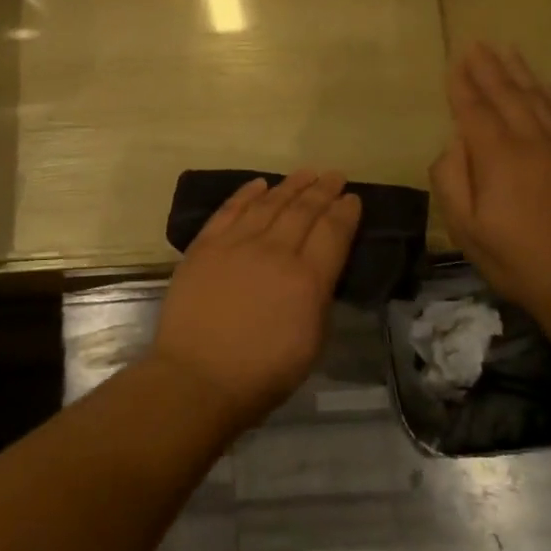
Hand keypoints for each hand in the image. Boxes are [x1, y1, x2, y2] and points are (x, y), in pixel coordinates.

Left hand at [151, 170, 361, 431]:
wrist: (198, 378)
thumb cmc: (262, 374)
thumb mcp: (311, 343)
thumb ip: (318, 297)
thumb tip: (318, 269)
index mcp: (307, 279)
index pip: (333, 232)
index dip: (345, 212)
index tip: (352, 198)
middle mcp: (275, 251)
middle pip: (303, 210)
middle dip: (322, 190)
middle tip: (334, 175)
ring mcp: (236, 244)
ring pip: (269, 203)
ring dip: (290, 185)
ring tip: (306, 173)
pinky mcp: (205, 245)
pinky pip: (230, 210)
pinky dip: (246, 193)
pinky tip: (259, 184)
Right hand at [430, 42, 550, 306]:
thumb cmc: (514, 258)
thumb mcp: (466, 228)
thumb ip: (451, 180)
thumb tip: (452, 143)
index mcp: (499, 158)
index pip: (475, 111)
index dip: (462, 86)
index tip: (454, 62)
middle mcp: (531, 142)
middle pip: (507, 95)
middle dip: (488, 69)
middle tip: (476, 44)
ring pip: (537, 99)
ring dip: (519, 72)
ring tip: (506, 50)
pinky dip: (549, 94)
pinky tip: (541, 84)